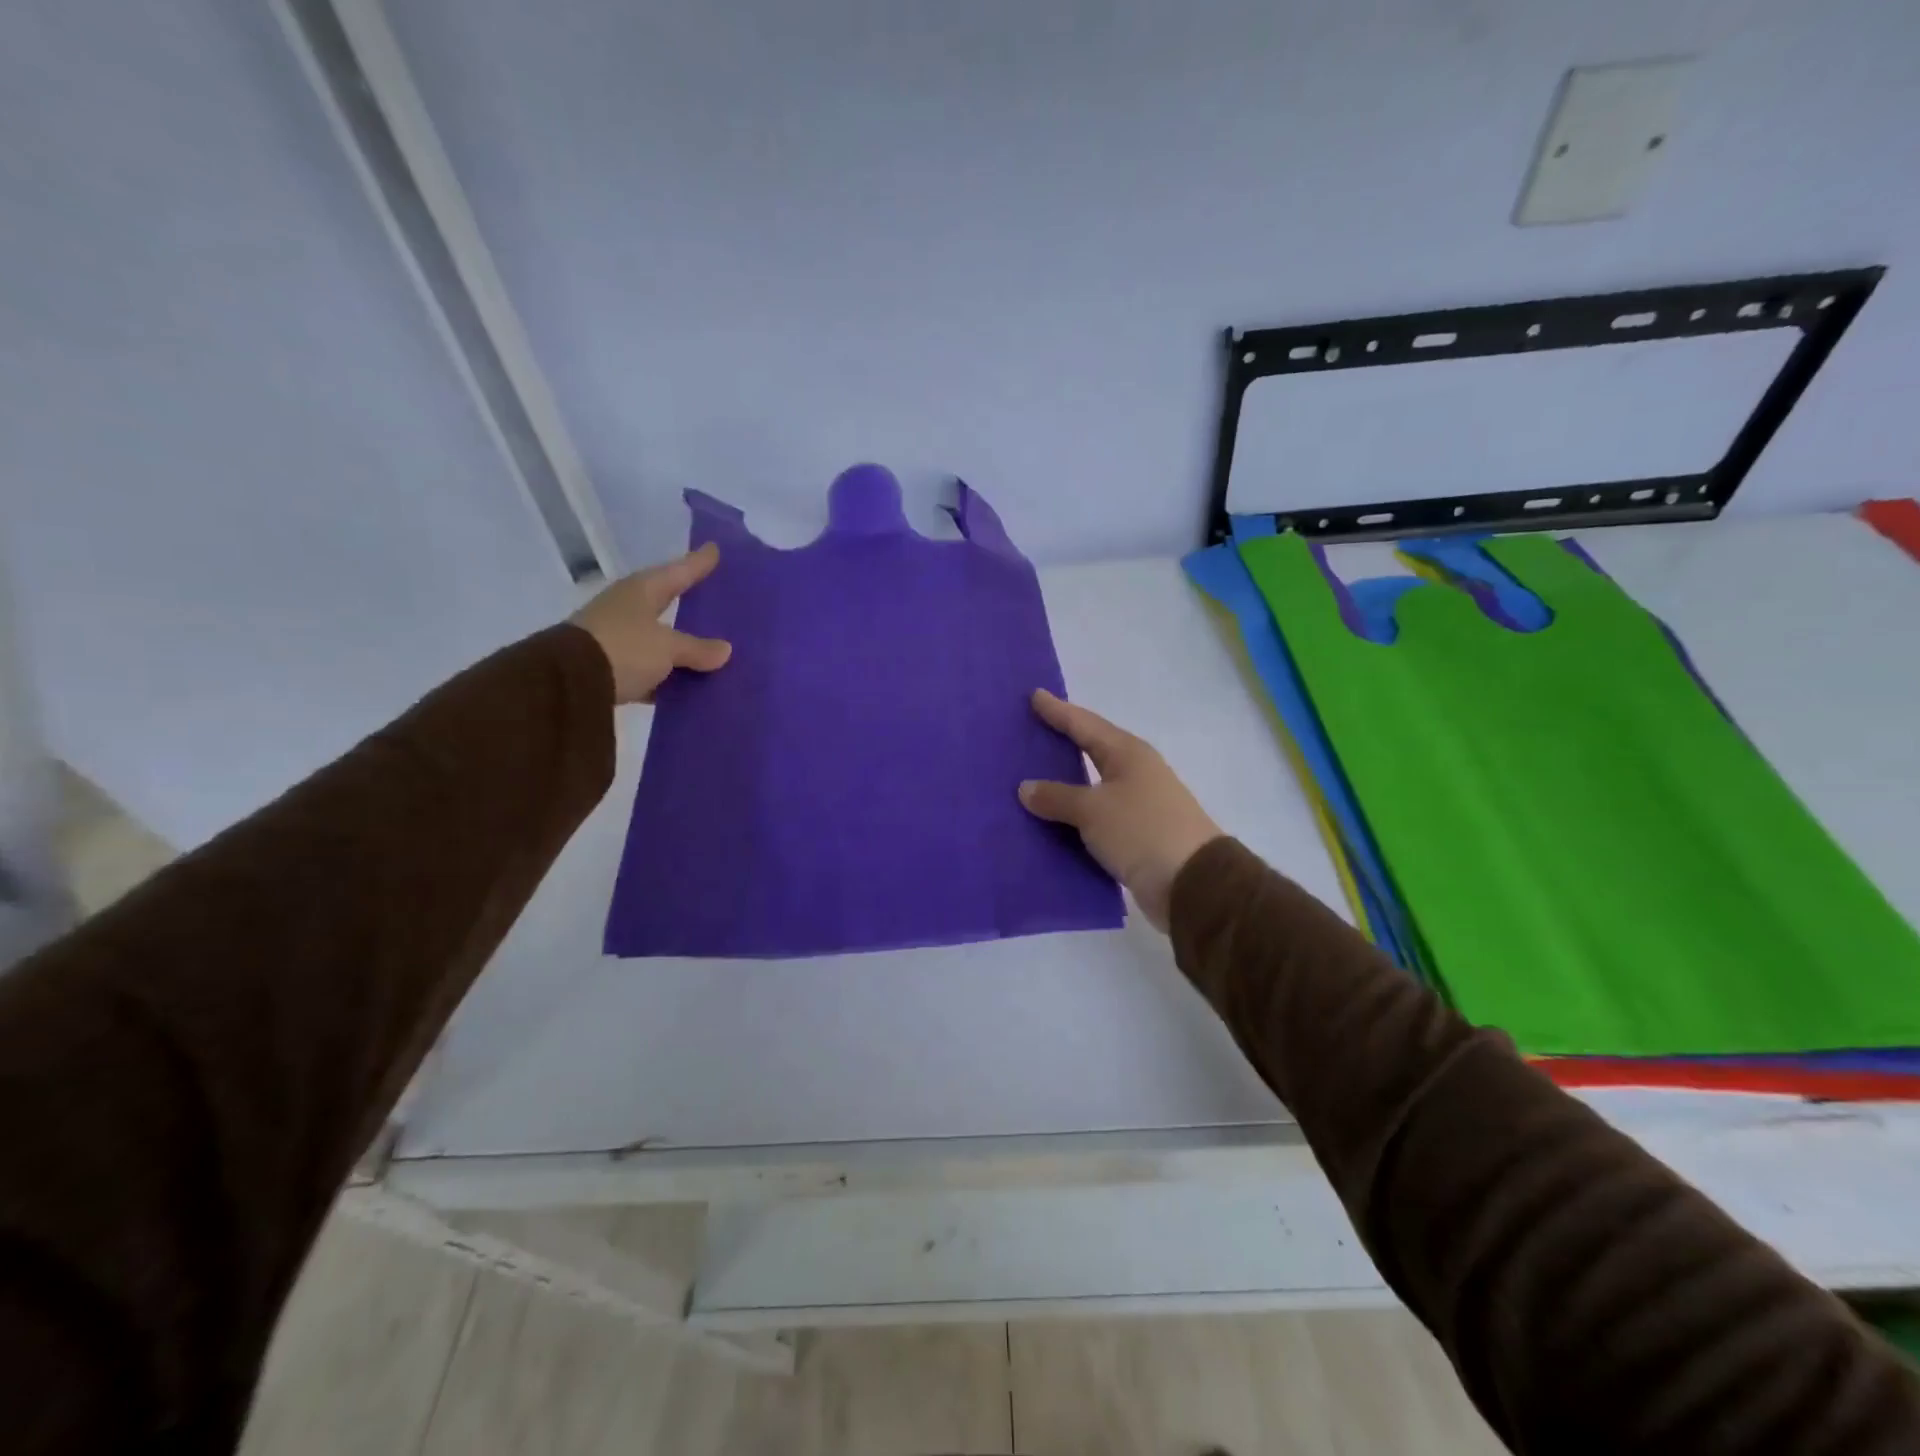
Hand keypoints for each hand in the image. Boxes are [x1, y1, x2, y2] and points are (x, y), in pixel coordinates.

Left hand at [571, 544, 731, 704]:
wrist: (568, 683)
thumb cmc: (623, 648)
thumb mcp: (667, 647)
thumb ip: (696, 648)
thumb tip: (725, 650)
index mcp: (641, 591)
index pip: (678, 572)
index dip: (698, 562)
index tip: (715, 549)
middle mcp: (627, 608)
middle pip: (666, 603)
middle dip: (689, 604)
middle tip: (717, 600)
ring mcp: (617, 638)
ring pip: (660, 639)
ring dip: (681, 645)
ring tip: (713, 650)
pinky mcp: (611, 668)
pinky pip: (651, 668)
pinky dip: (668, 674)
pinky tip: (689, 682)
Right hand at [1019, 690, 1221, 931]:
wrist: (1193, 884)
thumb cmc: (1141, 831)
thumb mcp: (1093, 810)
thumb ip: (1057, 797)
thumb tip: (1026, 787)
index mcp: (1127, 754)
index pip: (1084, 725)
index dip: (1058, 711)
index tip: (1034, 695)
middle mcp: (1135, 773)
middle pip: (1091, 750)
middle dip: (1061, 743)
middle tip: (1028, 733)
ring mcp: (1139, 805)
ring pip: (1092, 786)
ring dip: (1064, 785)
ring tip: (1030, 778)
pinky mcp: (1137, 835)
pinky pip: (1095, 818)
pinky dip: (1073, 817)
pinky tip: (1050, 821)